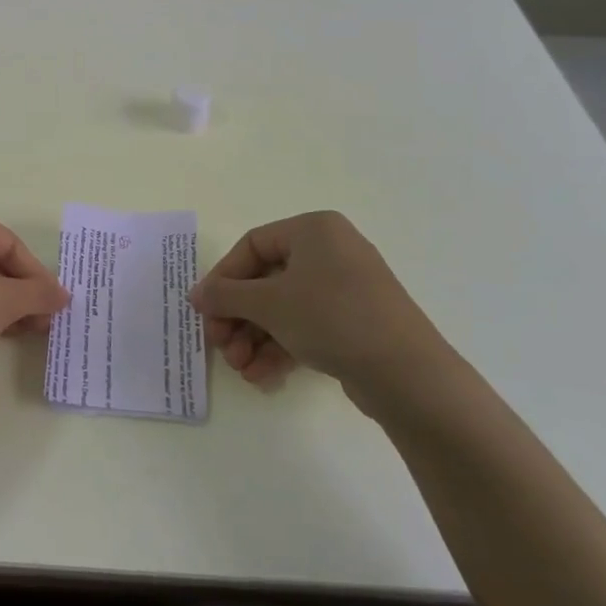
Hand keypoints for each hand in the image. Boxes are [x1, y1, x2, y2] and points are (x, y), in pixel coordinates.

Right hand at [189, 211, 450, 410]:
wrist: (408, 374)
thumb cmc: (331, 317)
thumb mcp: (268, 303)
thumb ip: (225, 296)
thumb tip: (196, 295)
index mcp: (313, 230)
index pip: (252, 246)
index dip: (223, 279)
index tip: (205, 311)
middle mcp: (330, 251)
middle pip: (265, 281)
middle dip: (238, 317)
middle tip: (220, 346)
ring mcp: (346, 288)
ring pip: (284, 308)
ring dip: (255, 338)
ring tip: (241, 369)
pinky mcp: (355, 322)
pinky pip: (306, 326)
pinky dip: (281, 347)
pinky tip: (262, 376)